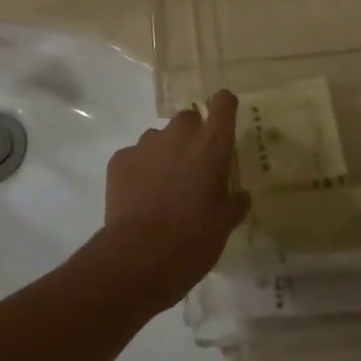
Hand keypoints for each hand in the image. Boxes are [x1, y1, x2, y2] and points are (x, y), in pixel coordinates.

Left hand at [100, 90, 249, 313]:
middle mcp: (179, 134)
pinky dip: (139, 171)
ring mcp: (146, 144)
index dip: (225, 107)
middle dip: (192, 137)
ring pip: (159, 138)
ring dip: (164, 154)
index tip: (224, 120)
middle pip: (189, 119)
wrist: (140, 256)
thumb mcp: (225, 224)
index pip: (224, 103)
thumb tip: (240, 195)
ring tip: (162, 188)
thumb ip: (235, 202)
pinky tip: (139, 198)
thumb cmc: (193, 238)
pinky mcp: (120, 159)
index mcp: (211, 144)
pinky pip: (134, 157)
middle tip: (193, 169)